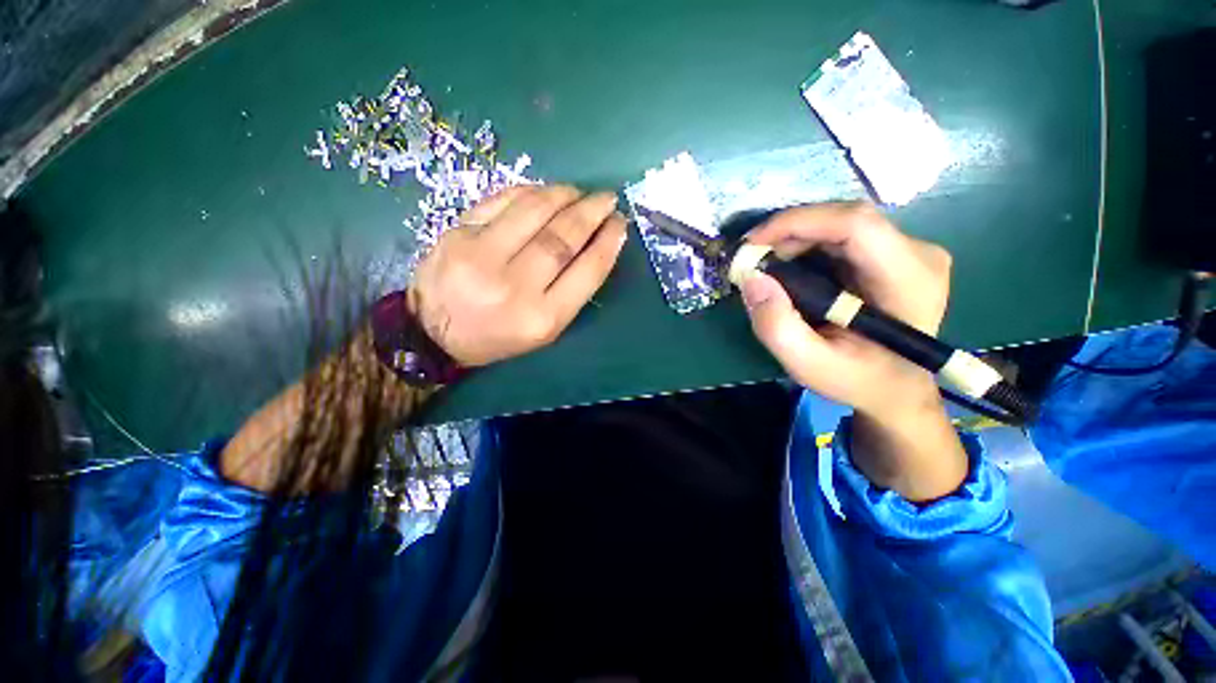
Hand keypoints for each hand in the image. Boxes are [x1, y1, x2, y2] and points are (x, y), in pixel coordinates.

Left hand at [409, 185, 627, 366]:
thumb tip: (595, 245)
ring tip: (578, 192)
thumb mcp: (545, 329)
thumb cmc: (498, 336)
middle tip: (606, 199)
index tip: (620, 224)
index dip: (608, 242)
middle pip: (562, 237)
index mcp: (542, 318)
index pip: (587, 271)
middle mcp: (514, 286)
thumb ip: (571, 291)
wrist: (433, 333)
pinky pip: (502, 201)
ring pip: (533, 211)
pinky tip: (545, 192)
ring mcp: (481, 256)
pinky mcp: (458, 233)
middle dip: (591, 212)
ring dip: (563, 195)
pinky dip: (529, 191)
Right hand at [740, 202, 951, 418]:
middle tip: (751, 259)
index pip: (855, 224)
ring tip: (764, 265)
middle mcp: (917, 253)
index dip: (798, 222)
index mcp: (908, 280)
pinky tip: (787, 267)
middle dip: (788, 233)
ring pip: (840, 223)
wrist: (894, 389)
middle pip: (844, 219)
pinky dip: (806, 245)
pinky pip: (842, 235)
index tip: (752, 244)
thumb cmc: (856, 380)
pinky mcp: (894, 253)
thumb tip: (751, 279)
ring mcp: (909, 250)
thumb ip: (776, 327)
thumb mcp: (808, 365)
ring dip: (794, 239)